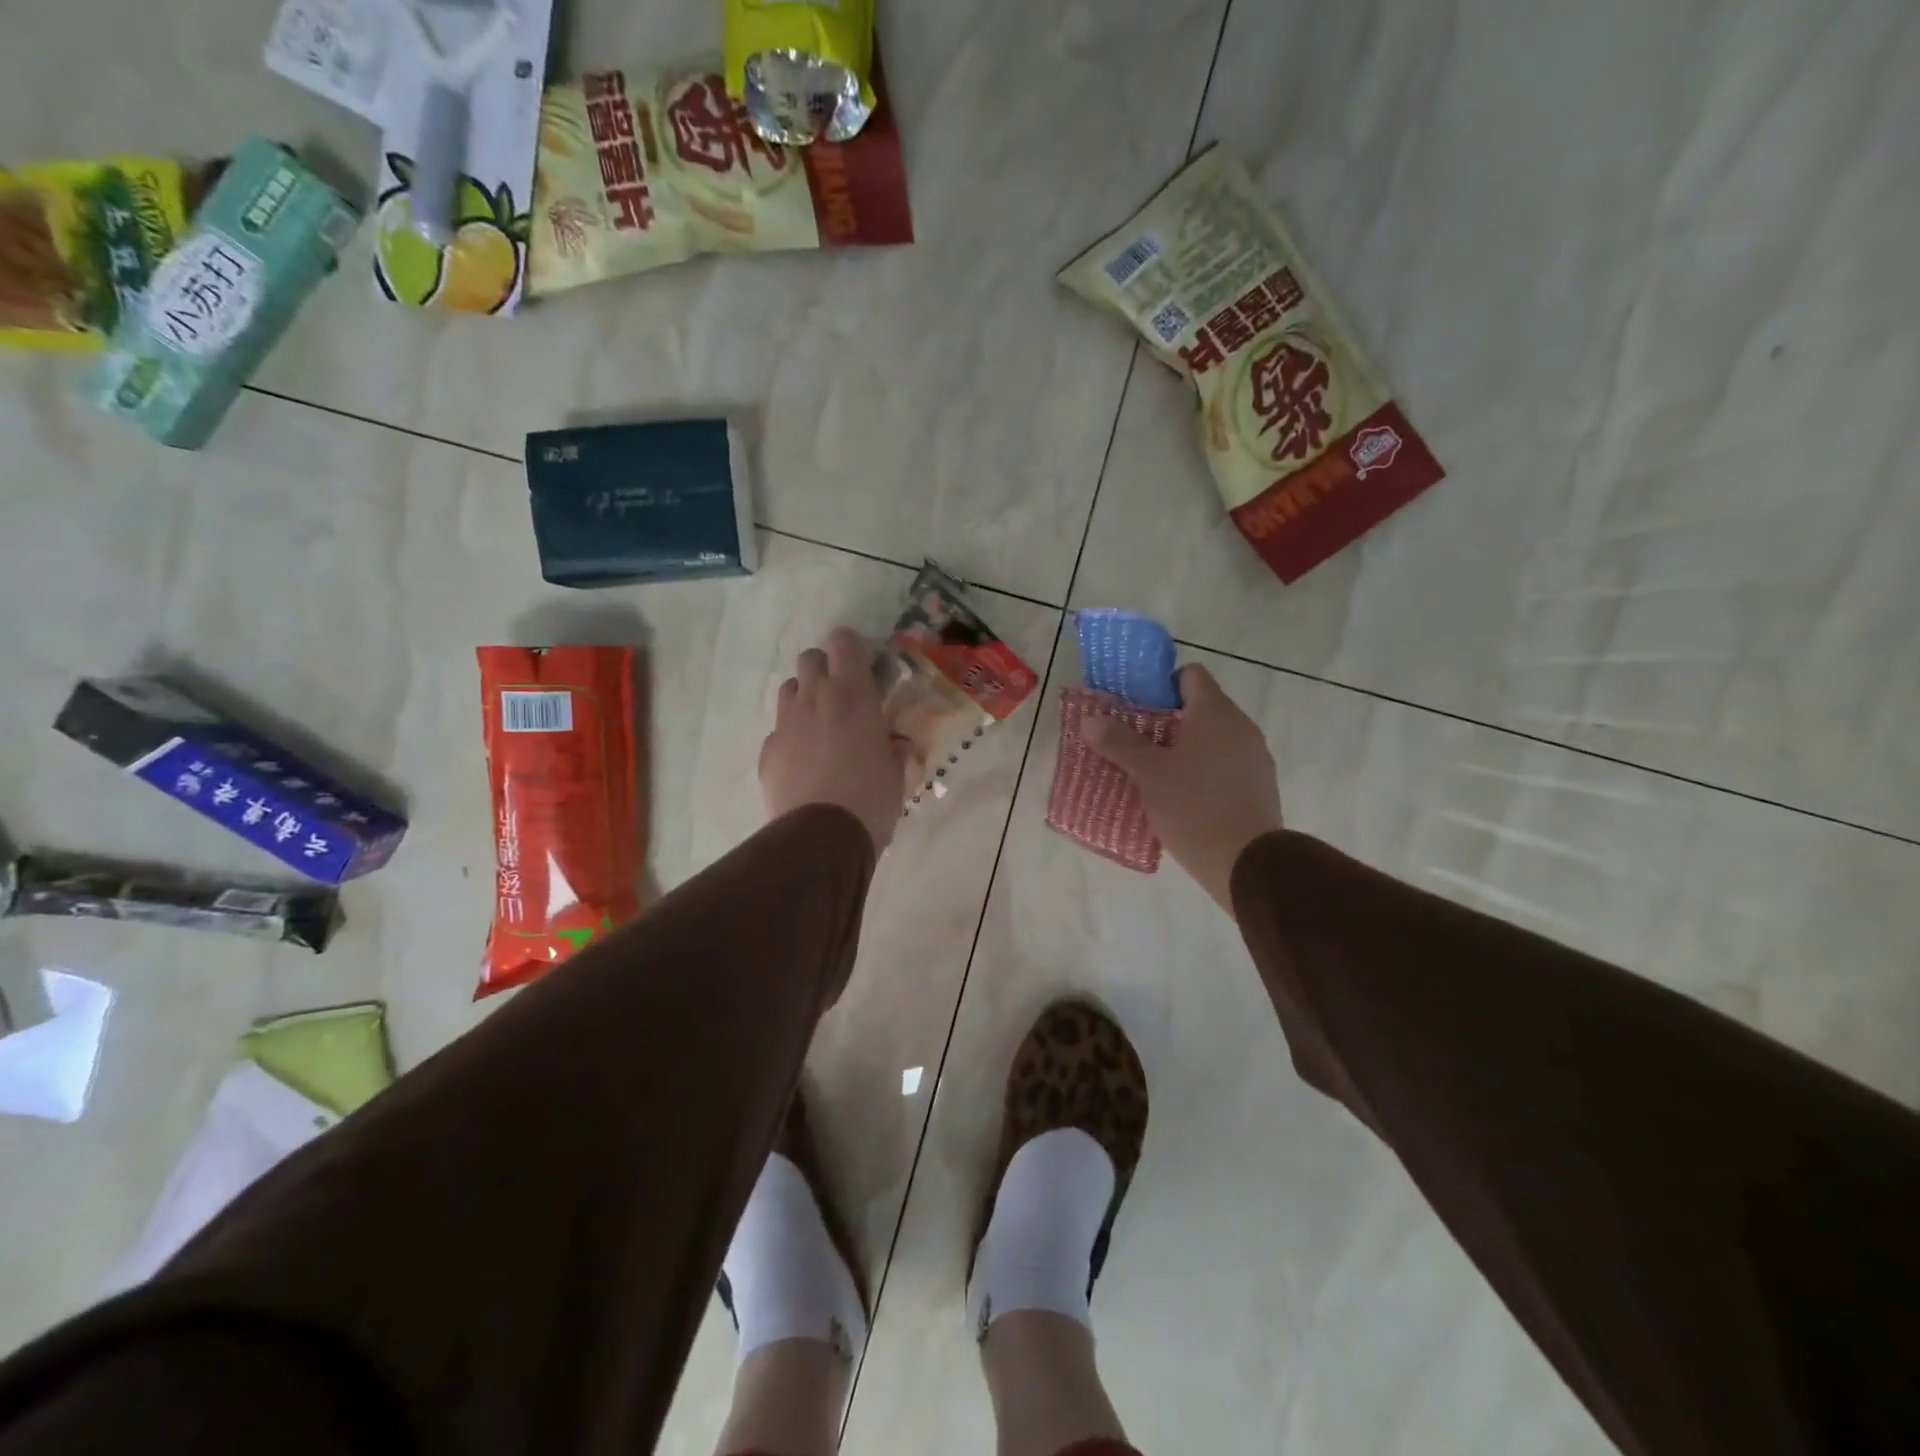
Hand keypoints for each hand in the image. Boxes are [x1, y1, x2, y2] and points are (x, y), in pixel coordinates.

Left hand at [760, 628, 912, 853]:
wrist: (821, 837)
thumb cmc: (872, 798)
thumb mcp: (899, 772)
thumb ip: (897, 748)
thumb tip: (897, 743)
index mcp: (852, 695)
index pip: (844, 642)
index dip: (852, 648)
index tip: (862, 667)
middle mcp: (815, 698)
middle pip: (810, 658)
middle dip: (825, 669)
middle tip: (841, 696)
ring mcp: (785, 723)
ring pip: (790, 690)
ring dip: (805, 698)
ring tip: (820, 726)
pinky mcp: (767, 751)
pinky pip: (779, 729)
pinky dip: (791, 736)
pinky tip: (803, 763)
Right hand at [1081, 663, 1283, 912]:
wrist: (1246, 861)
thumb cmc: (1193, 805)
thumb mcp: (1148, 773)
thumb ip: (1119, 742)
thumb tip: (1090, 719)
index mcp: (1215, 712)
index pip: (1190, 675)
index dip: (1162, 684)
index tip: (1138, 707)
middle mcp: (1240, 726)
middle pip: (1200, 709)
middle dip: (1167, 722)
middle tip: (1136, 742)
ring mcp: (1255, 757)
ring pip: (1213, 740)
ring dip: (1185, 750)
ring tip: (1154, 773)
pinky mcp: (1259, 787)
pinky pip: (1225, 767)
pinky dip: (1204, 773)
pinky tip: (1182, 798)